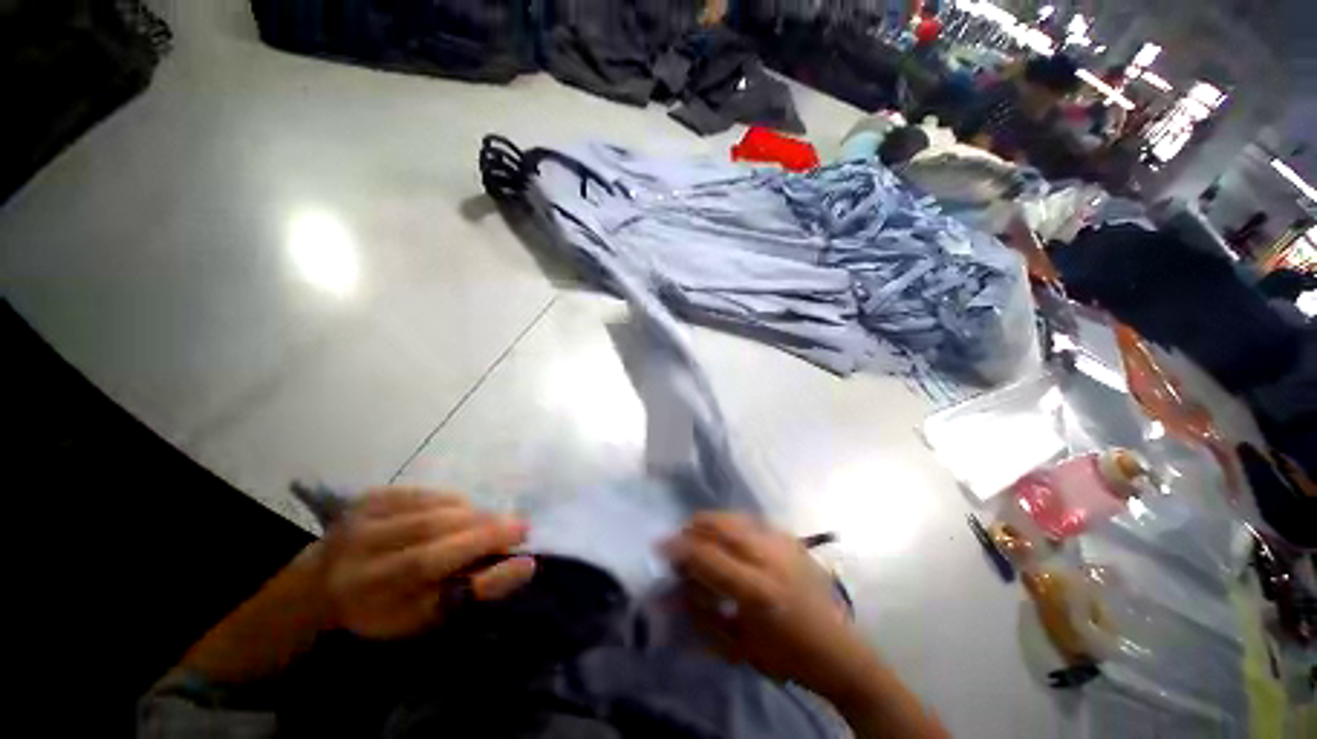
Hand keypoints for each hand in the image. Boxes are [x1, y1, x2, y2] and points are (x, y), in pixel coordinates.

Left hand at [316, 488, 535, 638]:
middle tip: (518, 529)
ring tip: (492, 523)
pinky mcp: (368, 498)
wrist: (323, 584)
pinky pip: (426, 493)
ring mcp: (360, 519)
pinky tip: (462, 512)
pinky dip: (454, 501)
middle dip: (485, 528)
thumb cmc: (382, 609)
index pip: (426, 565)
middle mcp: (354, 551)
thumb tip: (525, 565)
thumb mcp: (424, 616)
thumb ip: (473, 591)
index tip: (523, 550)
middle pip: (432, 530)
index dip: (477, 551)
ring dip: (473, 514)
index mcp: (363, 592)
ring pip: (432, 508)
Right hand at [663, 512, 870, 698]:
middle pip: (721, 524)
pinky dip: (732, 525)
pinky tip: (730, 540)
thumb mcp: (738, 646)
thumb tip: (671, 591)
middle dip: (693, 525)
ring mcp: (783, 543)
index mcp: (756, 589)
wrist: (840, 651)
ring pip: (736, 516)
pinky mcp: (791, 539)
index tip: (659, 545)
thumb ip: (701, 615)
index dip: (678, 547)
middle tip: (680, 538)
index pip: (706, 555)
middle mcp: (769, 557)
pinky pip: (752, 521)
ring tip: (701, 536)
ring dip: (712, 522)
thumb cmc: (786, 657)